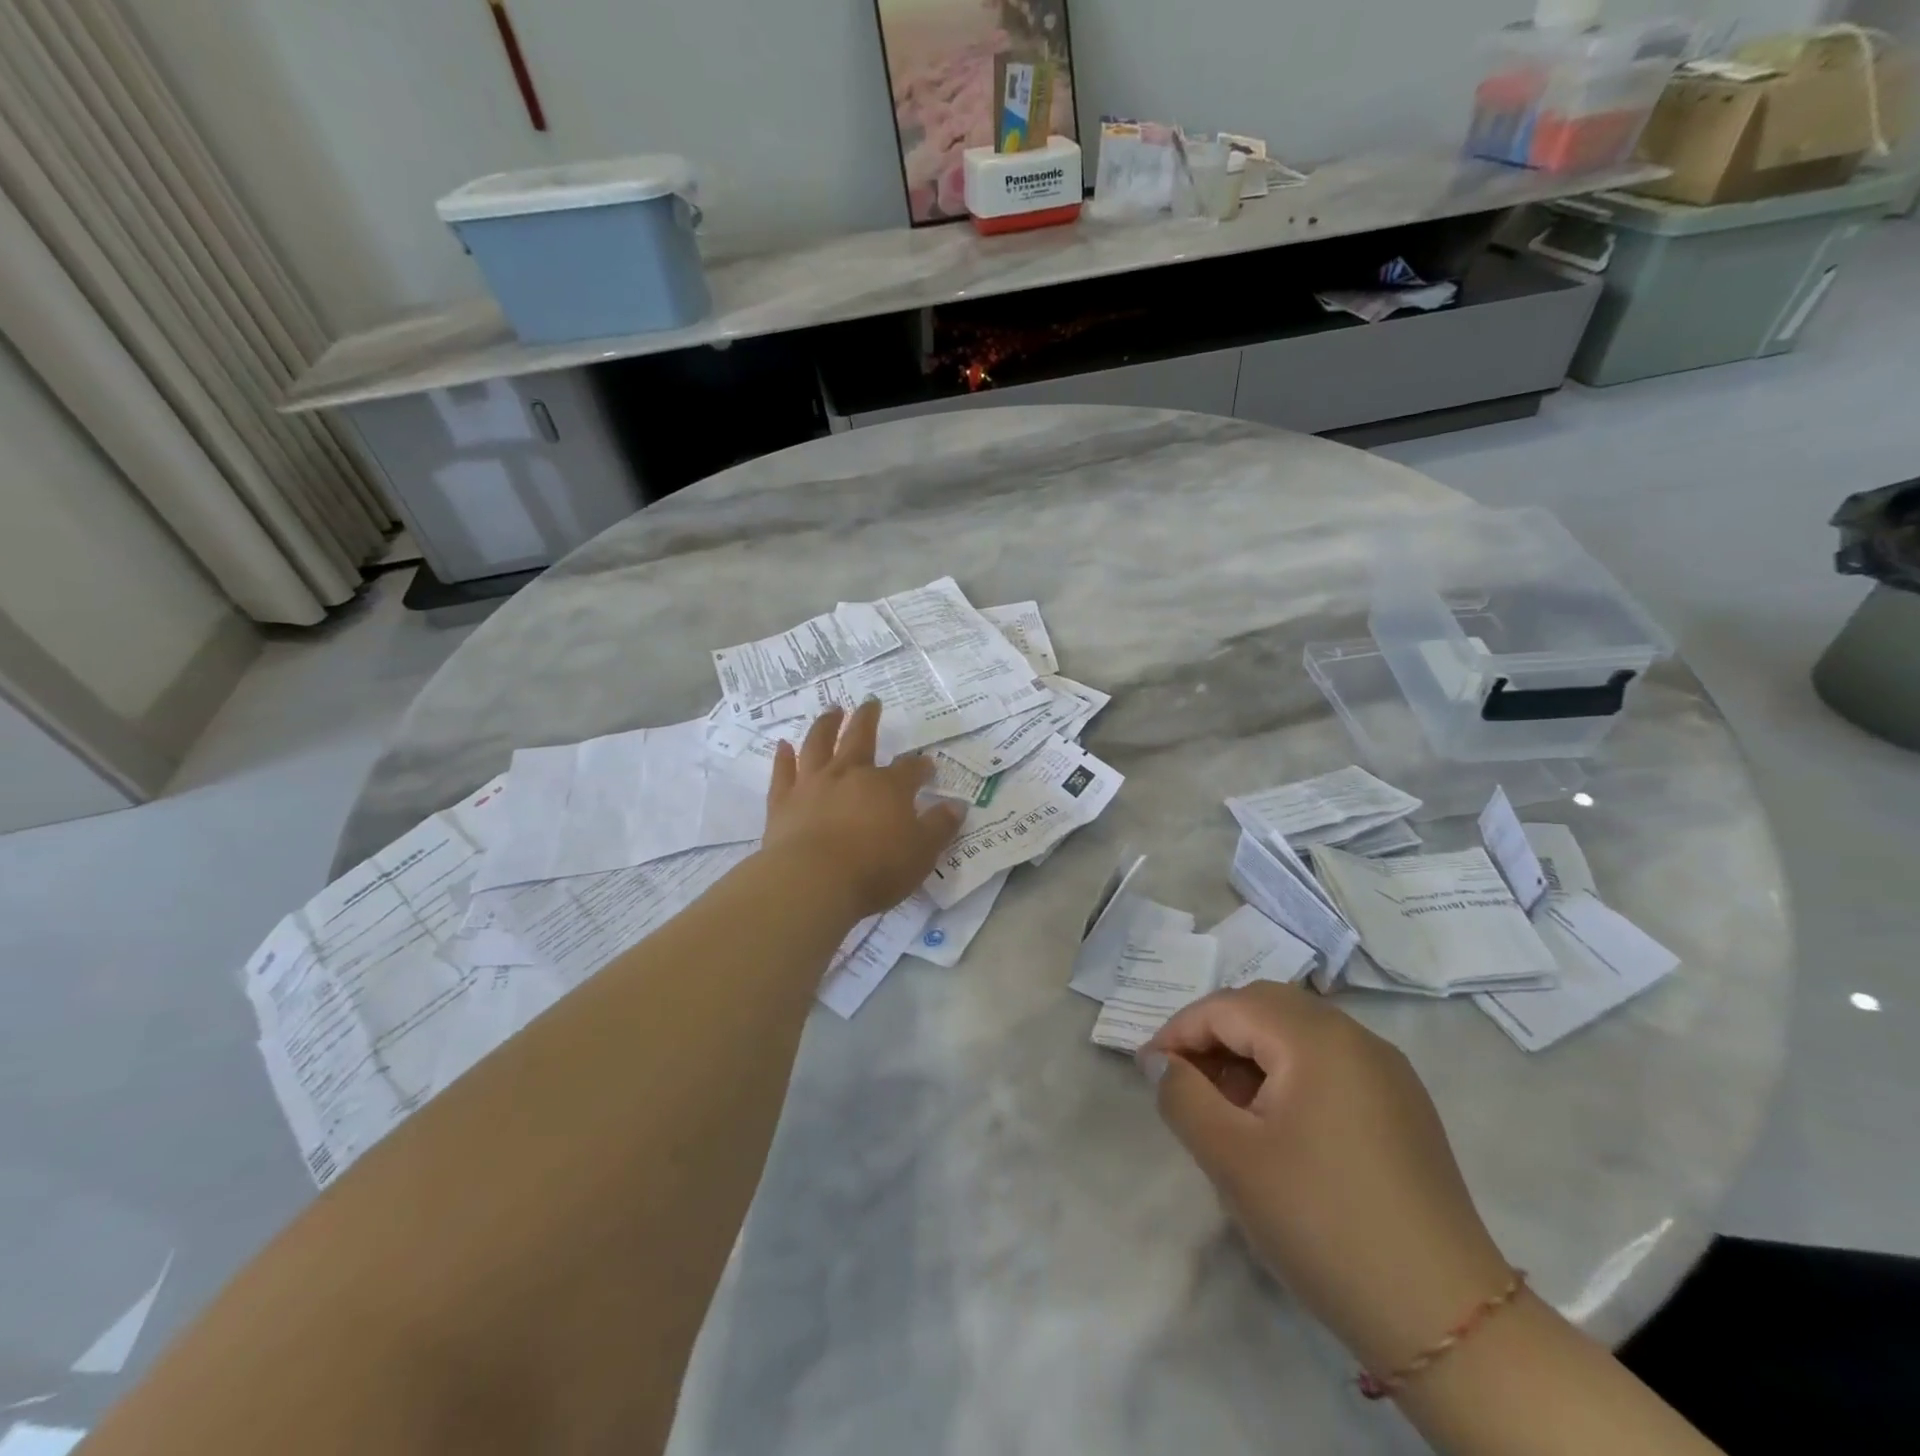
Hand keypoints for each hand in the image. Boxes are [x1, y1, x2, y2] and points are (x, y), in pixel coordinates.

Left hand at [762, 700, 965, 918]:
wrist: (813, 881)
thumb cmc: (876, 869)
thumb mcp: (922, 852)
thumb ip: (940, 826)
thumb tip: (957, 805)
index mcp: (888, 787)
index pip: (910, 769)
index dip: (920, 766)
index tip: (927, 766)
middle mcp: (851, 775)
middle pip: (861, 738)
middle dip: (868, 719)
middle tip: (871, 702)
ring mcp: (813, 784)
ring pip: (819, 744)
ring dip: (826, 725)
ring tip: (831, 710)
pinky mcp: (783, 801)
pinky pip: (783, 772)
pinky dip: (783, 757)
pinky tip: (783, 745)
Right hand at [1144, 983, 1512, 1375]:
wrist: (1446, 1318)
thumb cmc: (1322, 1223)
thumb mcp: (1231, 1158)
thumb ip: (1182, 1095)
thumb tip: (1158, 1061)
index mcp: (1315, 1038)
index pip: (1228, 1007)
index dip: (1180, 1030)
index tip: (1148, 1069)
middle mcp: (1355, 1037)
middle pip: (1265, 1006)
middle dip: (1215, 1034)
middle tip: (1184, 1079)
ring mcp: (1386, 1070)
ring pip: (1298, 1032)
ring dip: (1251, 1053)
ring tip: (1225, 1105)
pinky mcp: (1403, 1105)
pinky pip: (1329, 1062)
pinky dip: (1289, 1072)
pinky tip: (1277, 1122)